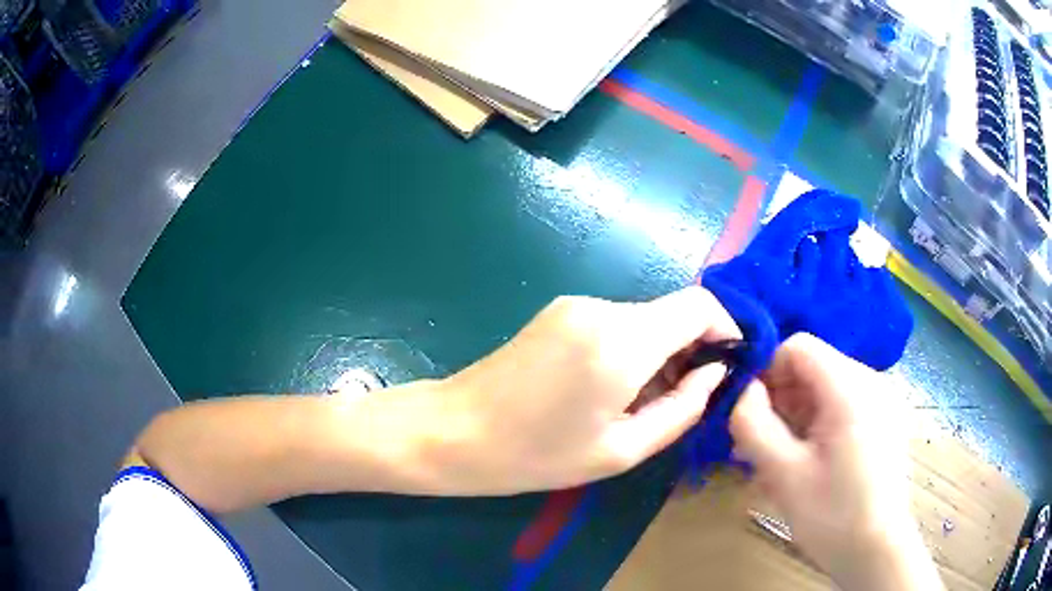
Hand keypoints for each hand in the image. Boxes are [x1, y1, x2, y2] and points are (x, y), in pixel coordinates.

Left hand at [414, 287, 738, 494]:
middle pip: (672, 312)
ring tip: (641, 404)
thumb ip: (683, 408)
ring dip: (659, 353)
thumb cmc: (536, 455)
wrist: (456, 431)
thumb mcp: (622, 450)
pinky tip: (610, 390)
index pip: (699, 305)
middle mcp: (602, 308)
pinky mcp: (559, 311)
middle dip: (691, 350)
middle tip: (684, 399)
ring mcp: (576, 305)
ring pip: (645, 320)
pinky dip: (631, 349)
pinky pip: (615, 323)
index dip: (725, 328)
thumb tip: (715, 373)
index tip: (727, 366)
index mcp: (621, 341)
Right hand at [730, 334, 941, 590]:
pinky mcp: (884, 420)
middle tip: (757, 443)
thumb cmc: (832, 514)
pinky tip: (808, 461)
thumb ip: (754, 424)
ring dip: (797, 415)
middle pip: (814, 367)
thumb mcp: (783, 474)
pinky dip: (819, 424)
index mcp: (850, 388)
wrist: (877, 550)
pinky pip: (844, 406)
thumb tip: (743, 390)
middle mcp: (871, 382)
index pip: (798, 347)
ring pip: (827, 388)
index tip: (749, 411)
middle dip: (781, 399)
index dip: (768, 372)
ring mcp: (882, 401)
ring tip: (778, 458)